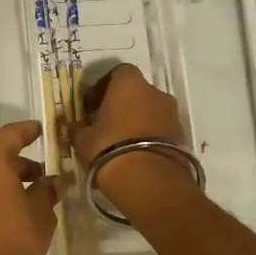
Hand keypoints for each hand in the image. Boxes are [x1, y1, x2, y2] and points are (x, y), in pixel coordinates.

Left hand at [0, 121, 58, 254]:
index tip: (41, 131)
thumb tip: (51, 181)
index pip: (10, 134)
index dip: (28, 131)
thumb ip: (46, 191)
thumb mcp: (40, 214)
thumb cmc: (11, 239)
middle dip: (19, 162)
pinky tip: (13, 212)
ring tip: (32, 196)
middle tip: (43, 173)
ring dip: (7, 180)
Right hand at [72, 65, 199, 215]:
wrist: (150, 181)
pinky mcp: (182, 136)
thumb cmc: (109, 148)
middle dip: (121, 105)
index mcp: (129, 84)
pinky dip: (148, 138)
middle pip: (136, 92)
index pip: (117, 73)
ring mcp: (172, 114)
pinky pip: (160, 130)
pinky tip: (135, 156)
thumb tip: (73, 125)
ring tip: (120, 144)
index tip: (91, 106)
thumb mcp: (83, 140)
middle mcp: (155, 92)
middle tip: (105, 125)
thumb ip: (77, 128)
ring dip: (136, 122)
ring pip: (150, 111)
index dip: (103, 87)